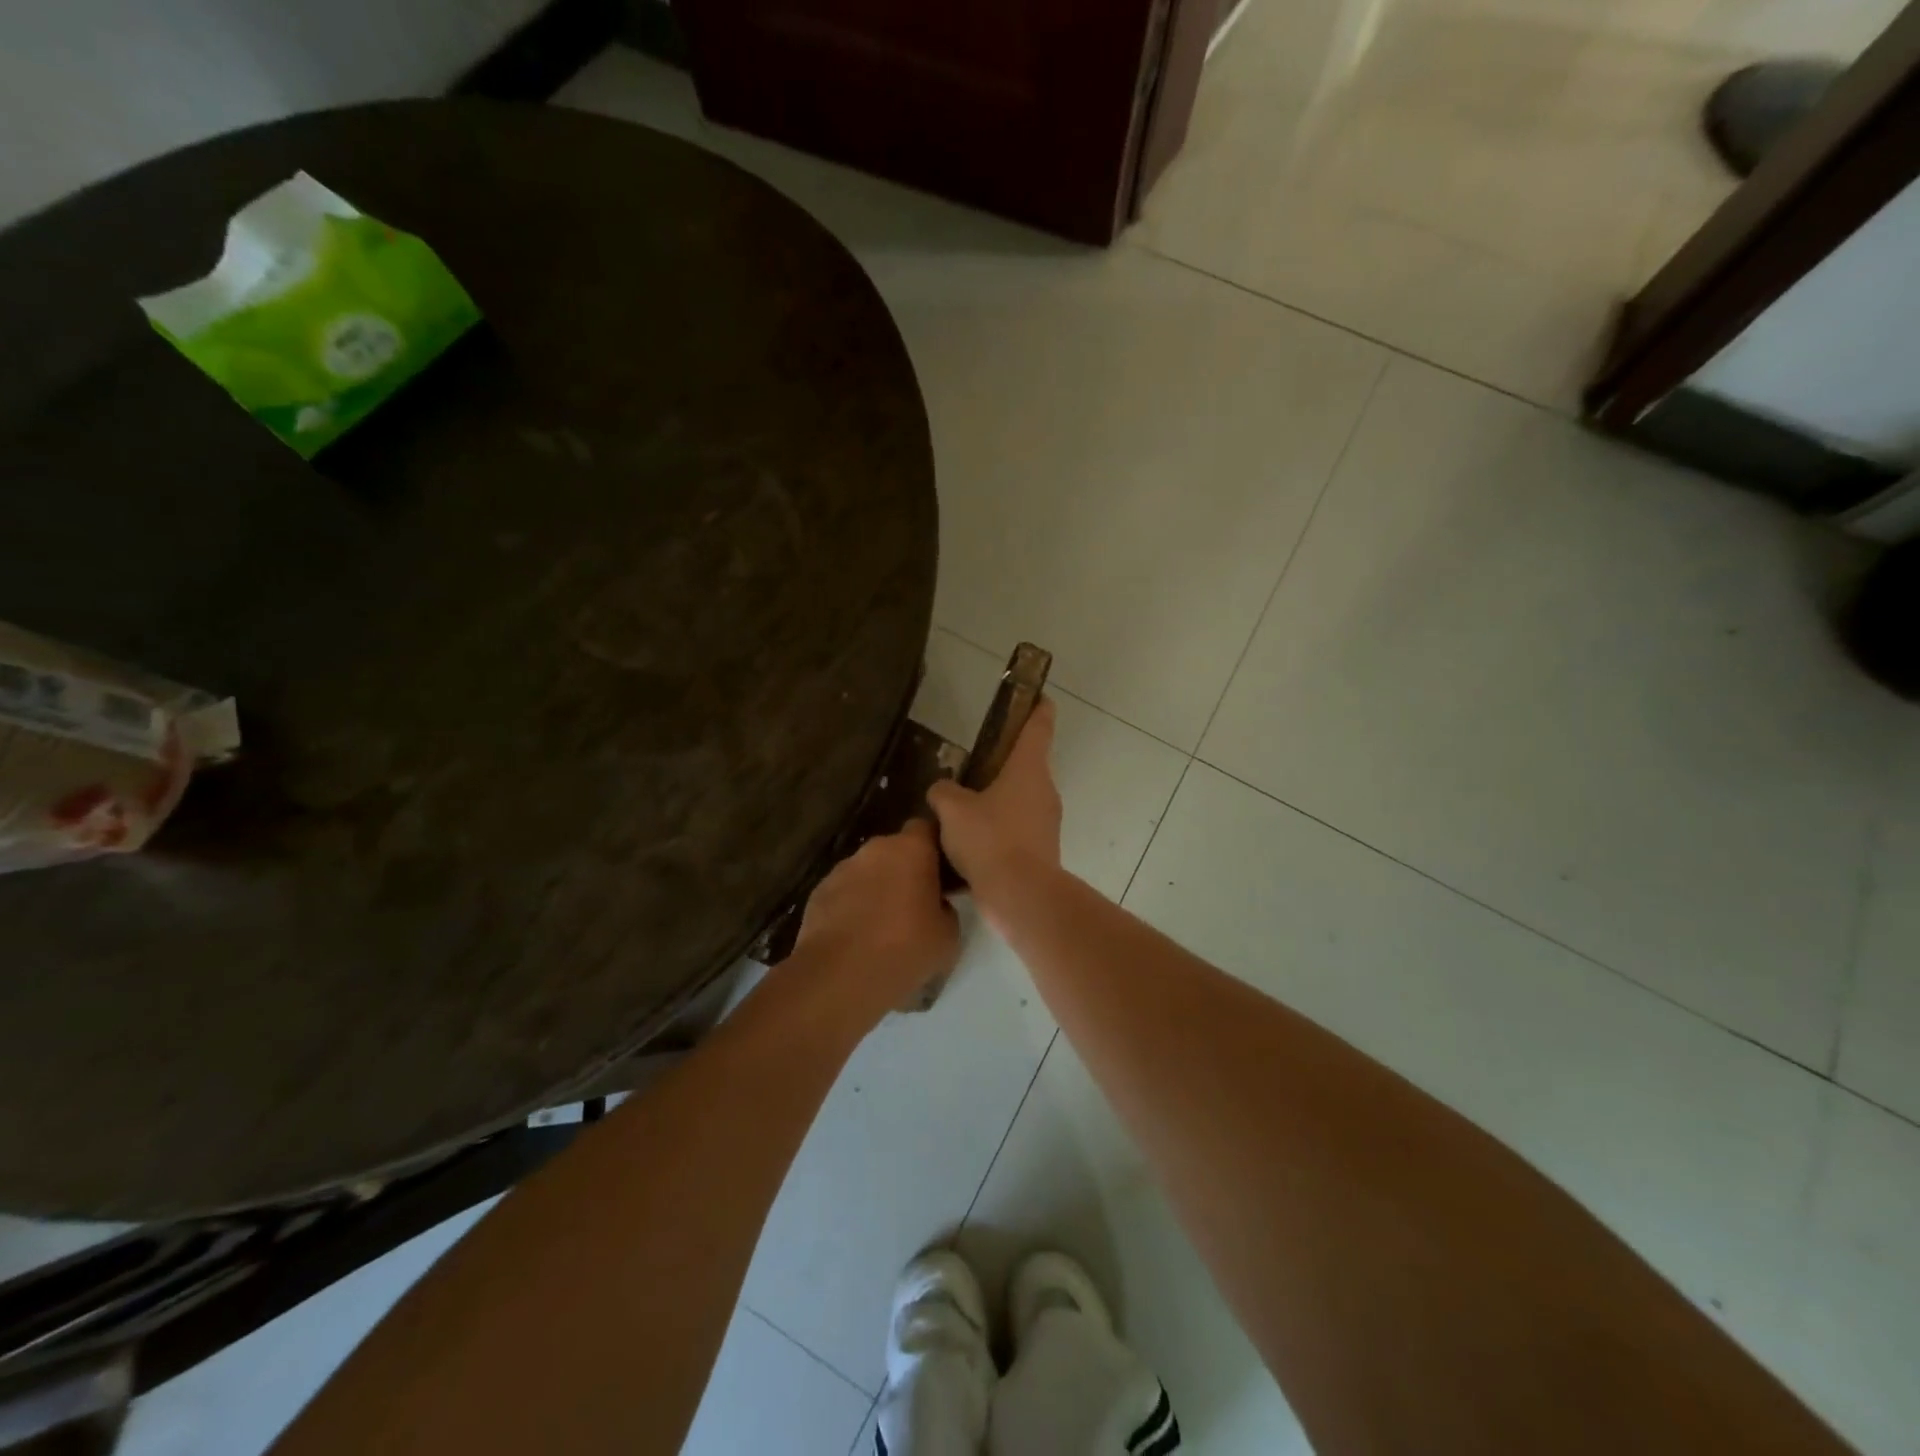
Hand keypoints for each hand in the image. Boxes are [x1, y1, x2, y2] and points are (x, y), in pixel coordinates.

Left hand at [792, 819, 959, 1031]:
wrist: (839, 976)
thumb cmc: (904, 949)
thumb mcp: (949, 935)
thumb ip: (946, 908)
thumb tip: (936, 904)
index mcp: (911, 849)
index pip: (927, 828)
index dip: (935, 847)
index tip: (943, 872)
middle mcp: (875, 849)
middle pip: (896, 850)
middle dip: (905, 870)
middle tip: (916, 903)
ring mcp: (842, 869)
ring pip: (868, 871)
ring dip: (877, 888)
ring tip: (884, 925)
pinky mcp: (818, 892)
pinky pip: (845, 892)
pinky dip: (852, 906)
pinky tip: (857, 936)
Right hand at [926, 697, 1061, 905]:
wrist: (1020, 896)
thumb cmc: (990, 839)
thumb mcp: (953, 809)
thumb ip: (943, 791)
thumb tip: (943, 789)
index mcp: (1028, 769)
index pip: (1038, 727)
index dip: (1037, 709)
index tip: (1038, 696)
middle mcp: (1043, 791)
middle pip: (1024, 768)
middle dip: (1000, 766)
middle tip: (970, 768)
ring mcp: (1045, 823)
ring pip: (1017, 803)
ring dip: (994, 804)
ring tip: (958, 814)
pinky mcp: (1040, 852)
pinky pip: (1014, 834)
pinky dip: (994, 836)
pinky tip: (964, 850)